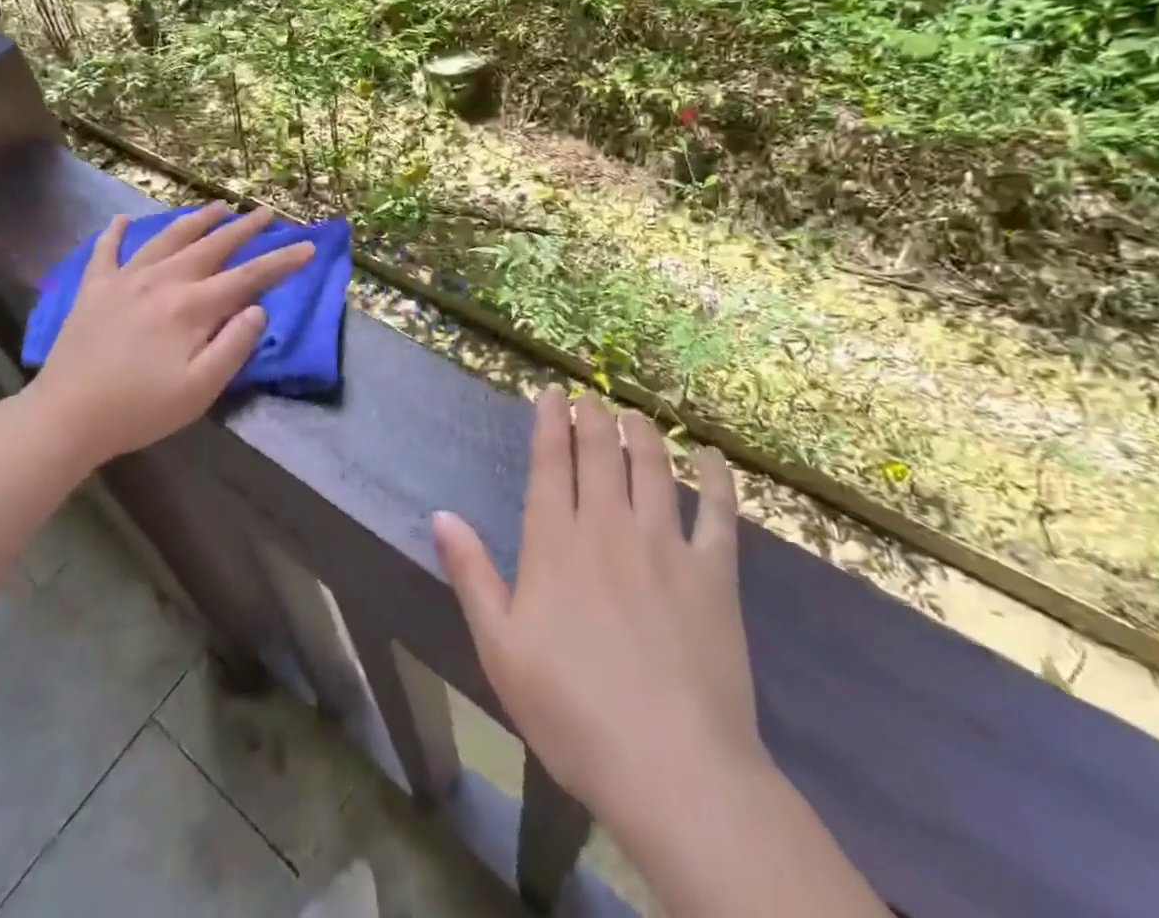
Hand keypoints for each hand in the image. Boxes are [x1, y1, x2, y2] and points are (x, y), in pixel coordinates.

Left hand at [20, 203, 313, 468]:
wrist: (66, 417)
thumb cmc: (140, 409)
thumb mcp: (200, 390)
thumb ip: (234, 345)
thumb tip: (257, 309)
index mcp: (191, 307)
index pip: (247, 278)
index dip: (281, 262)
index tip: (307, 246)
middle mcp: (162, 282)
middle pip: (211, 247)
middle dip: (243, 229)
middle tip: (265, 213)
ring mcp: (124, 281)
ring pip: (167, 239)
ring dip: (195, 220)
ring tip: (217, 206)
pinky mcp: (93, 290)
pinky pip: (105, 252)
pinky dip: (115, 233)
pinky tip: (122, 219)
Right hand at [432, 387, 761, 830]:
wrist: (670, 766)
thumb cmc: (571, 709)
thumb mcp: (500, 647)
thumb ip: (471, 574)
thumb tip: (441, 515)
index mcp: (555, 543)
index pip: (550, 462)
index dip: (550, 422)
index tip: (552, 393)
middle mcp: (608, 527)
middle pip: (600, 453)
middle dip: (593, 418)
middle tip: (591, 397)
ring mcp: (665, 546)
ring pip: (652, 468)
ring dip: (642, 434)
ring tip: (635, 416)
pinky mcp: (713, 574)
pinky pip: (717, 513)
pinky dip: (715, 479)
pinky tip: (710, 458)